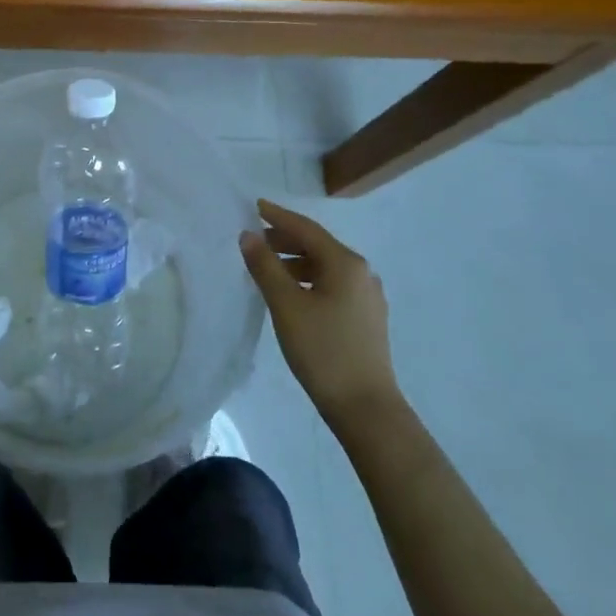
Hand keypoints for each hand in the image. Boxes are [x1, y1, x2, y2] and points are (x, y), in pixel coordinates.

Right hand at [241, 199, 399, 428]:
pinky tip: (292, 295)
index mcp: (345, 263)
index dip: (278, 216)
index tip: (254, 206)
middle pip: (317, 246)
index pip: (306, 229)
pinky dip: (309, 280)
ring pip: (325, 267)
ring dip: (295, 262)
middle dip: (285, 240)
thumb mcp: (286, 306)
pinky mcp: (367, 318)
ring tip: (267, 269)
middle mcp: (361, 272)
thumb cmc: (323, 351)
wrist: (366, 409)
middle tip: (254, 241)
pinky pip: (333, 285)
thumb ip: (265, 266)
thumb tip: (248, 236)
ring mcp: (367, 297)